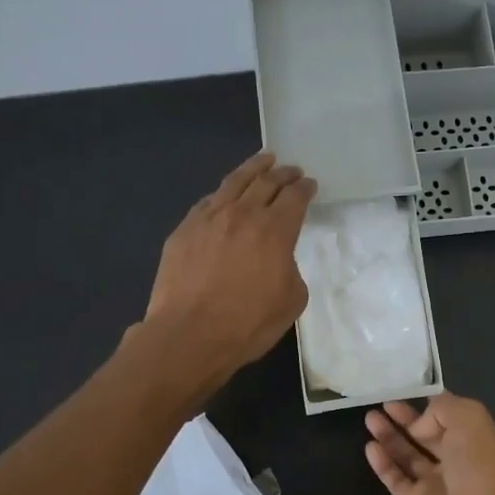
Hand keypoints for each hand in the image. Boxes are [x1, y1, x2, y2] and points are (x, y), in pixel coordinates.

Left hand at [143, 151, 316, 391]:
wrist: (190, 335)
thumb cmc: (247, 323)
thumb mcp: (291, 301)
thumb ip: (291, 270)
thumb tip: (279, 259)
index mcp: (275, 230)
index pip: (294, 198)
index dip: (305, 188)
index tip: (310, 185)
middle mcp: (243, 214)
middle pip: (266, 182)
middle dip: (283, 173)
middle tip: (291, 169)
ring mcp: (209, 218)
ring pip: (234, 182)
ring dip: (253, 168)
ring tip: (264, 160)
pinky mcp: (184, 230)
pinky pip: (208, 201)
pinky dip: (224, 192)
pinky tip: (225, 193)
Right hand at [364, 393, 494, 494]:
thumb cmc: (479, 468)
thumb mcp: (470, 419)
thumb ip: (442, 409)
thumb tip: (419, 425)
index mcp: (476, 439)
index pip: (450, 415)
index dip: (430, 403)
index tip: (407, 388)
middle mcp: (457, 459)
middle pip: (426, 434)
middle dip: (406, 418)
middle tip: (383, 403)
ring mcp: (435, 483)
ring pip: (408, 455)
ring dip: (390, 436)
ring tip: (369, 418)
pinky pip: (396, 478)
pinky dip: (383, 463)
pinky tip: (369, 447)